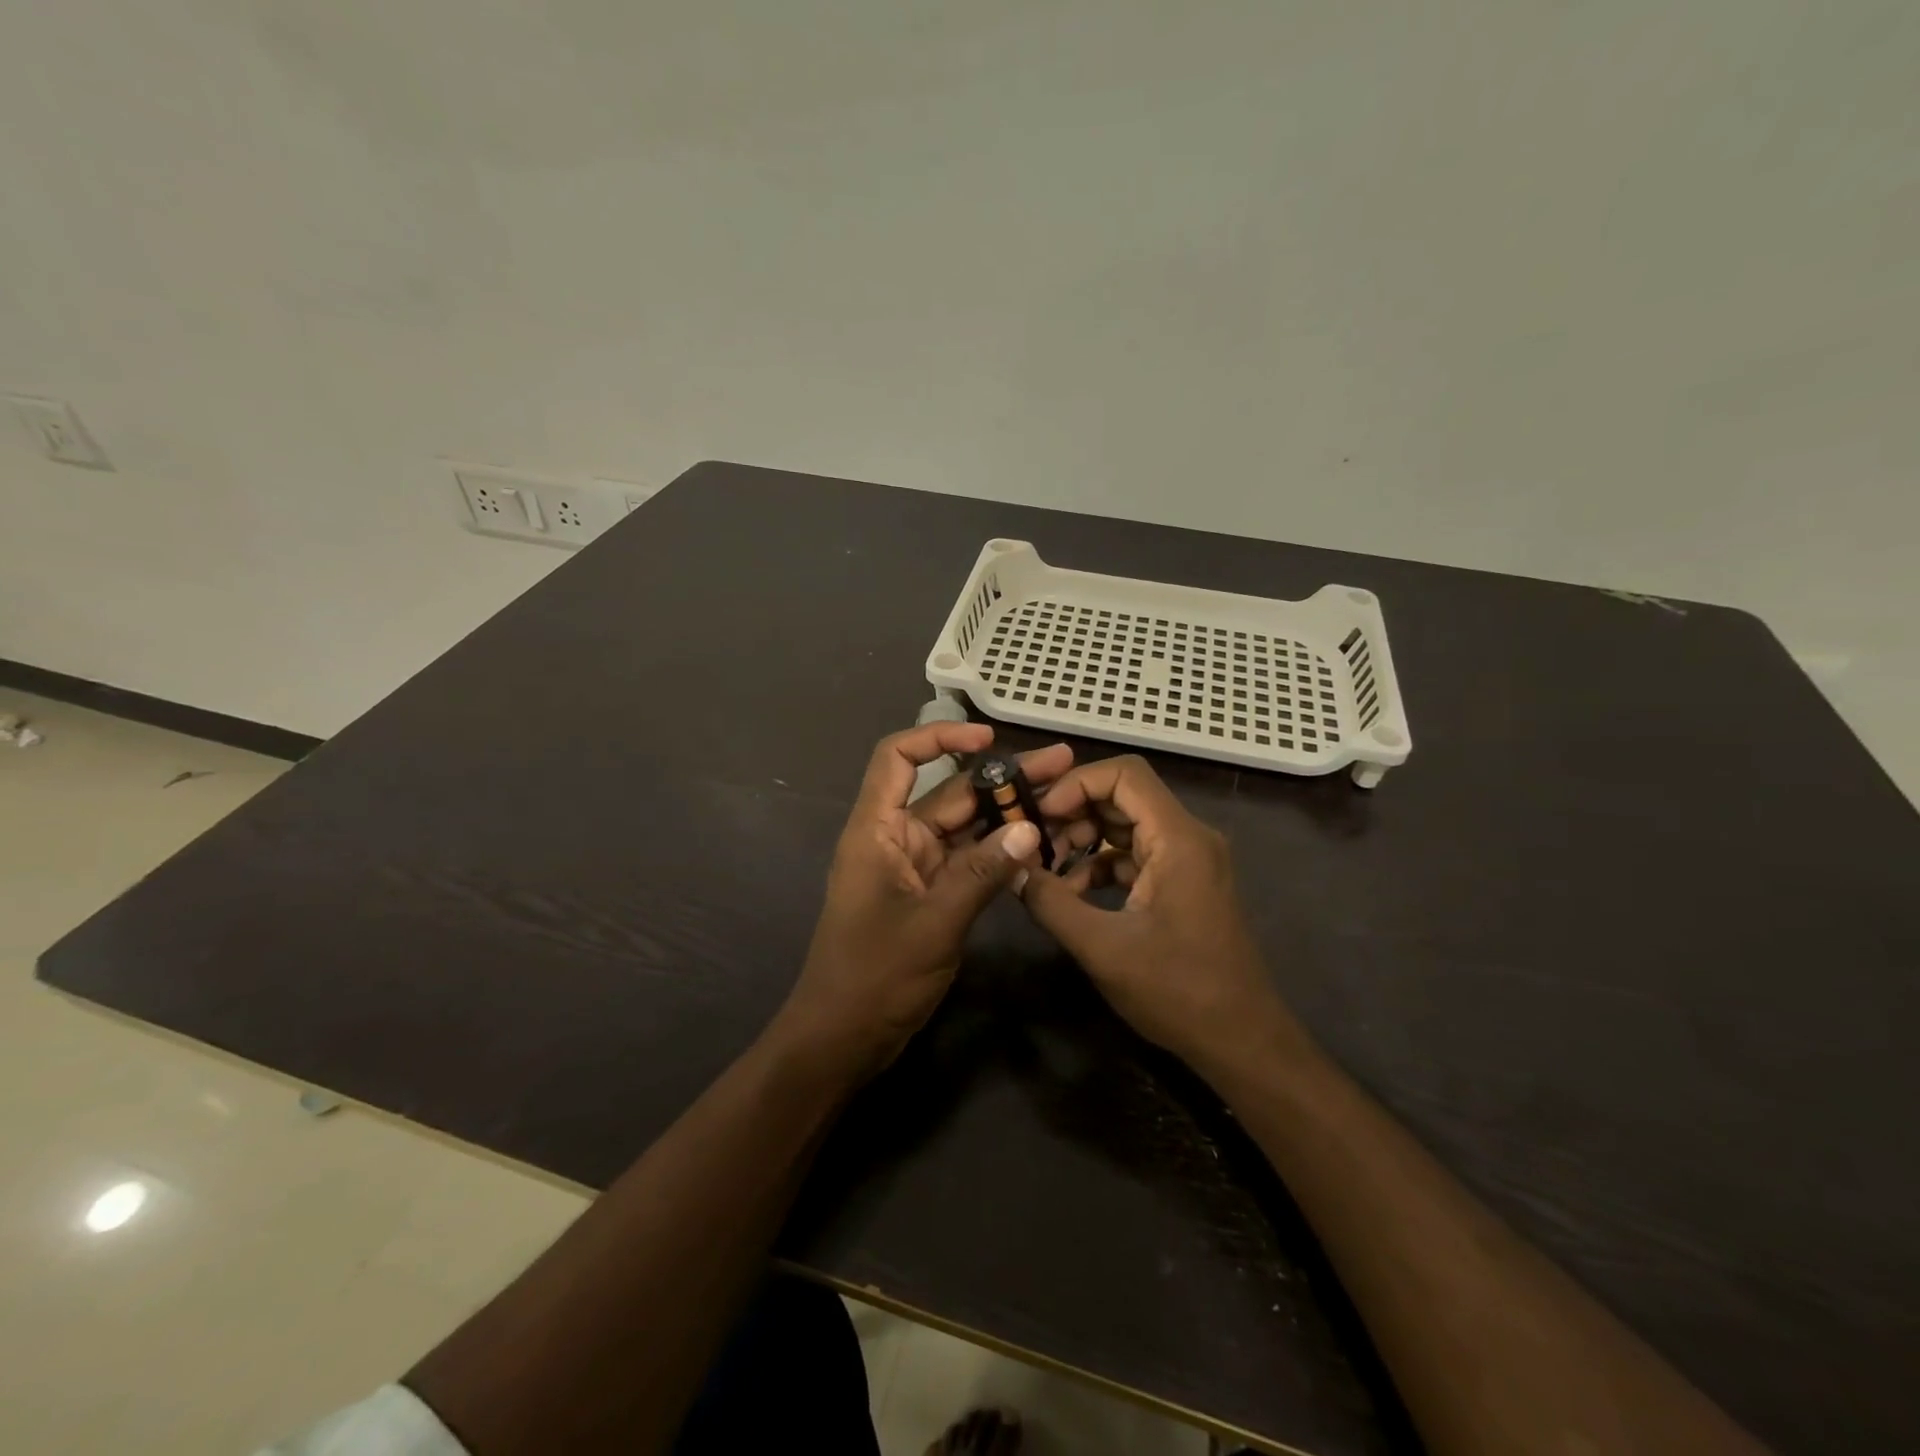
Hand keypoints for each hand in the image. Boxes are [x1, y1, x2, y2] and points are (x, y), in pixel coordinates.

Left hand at [772, 723, 1069, 1080]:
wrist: (843, 1038)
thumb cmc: (875, 976)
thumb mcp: (934, 922)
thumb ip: (983, 873)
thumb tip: (1029, 828)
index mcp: (877, 830)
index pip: (899, 758)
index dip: (939, 737)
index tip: (989, 738)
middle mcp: (896, 839)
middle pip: (948, 792)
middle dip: (1001, 777)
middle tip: (1061, 765)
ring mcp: (915, 868)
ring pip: (965, 827)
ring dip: (1007, 813)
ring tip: (1062, 798)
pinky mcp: (931, 896)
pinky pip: (969, 861)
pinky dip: (999, 852)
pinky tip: (1040, 845)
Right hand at [1019, 755, 1303, 1076]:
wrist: (1241, 1040)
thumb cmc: (1177, 991)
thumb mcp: (1102, 947)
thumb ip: (1051, 902)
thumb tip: (1012, 868)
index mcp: (1178, 838)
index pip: (1124, 774)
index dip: (1076, 783)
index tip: (1038, 813)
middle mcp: (1187, 836)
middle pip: (1122, 795)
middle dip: (1073, 811)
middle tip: (1031, 838)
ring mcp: (1187, 859)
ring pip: (1126, 824)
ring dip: (1083, 839)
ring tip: (1045, 869)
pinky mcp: (1182, 882)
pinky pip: (1134, 854)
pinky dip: (1100, 864)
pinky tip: (1071, 893)